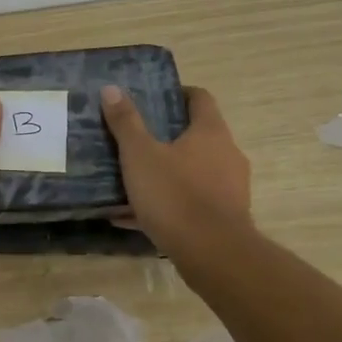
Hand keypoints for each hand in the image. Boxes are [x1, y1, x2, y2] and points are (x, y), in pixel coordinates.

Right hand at [100, 84, 254, 277]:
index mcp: (211, 132)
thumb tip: (112, 88)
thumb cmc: (175, 195)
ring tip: (131, 181)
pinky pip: (191, 202)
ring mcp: (230, 188)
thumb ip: (125, 122)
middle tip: (134, 140)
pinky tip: (134, 217)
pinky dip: (167, 204)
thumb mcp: (140, 156)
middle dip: (166, 137)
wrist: (213, 253)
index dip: (177, 94)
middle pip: (197, 136)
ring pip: (193, 172)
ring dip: (166, 173)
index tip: (153, 99)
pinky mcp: (225, 217)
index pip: (200, 98)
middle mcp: (227, 154)